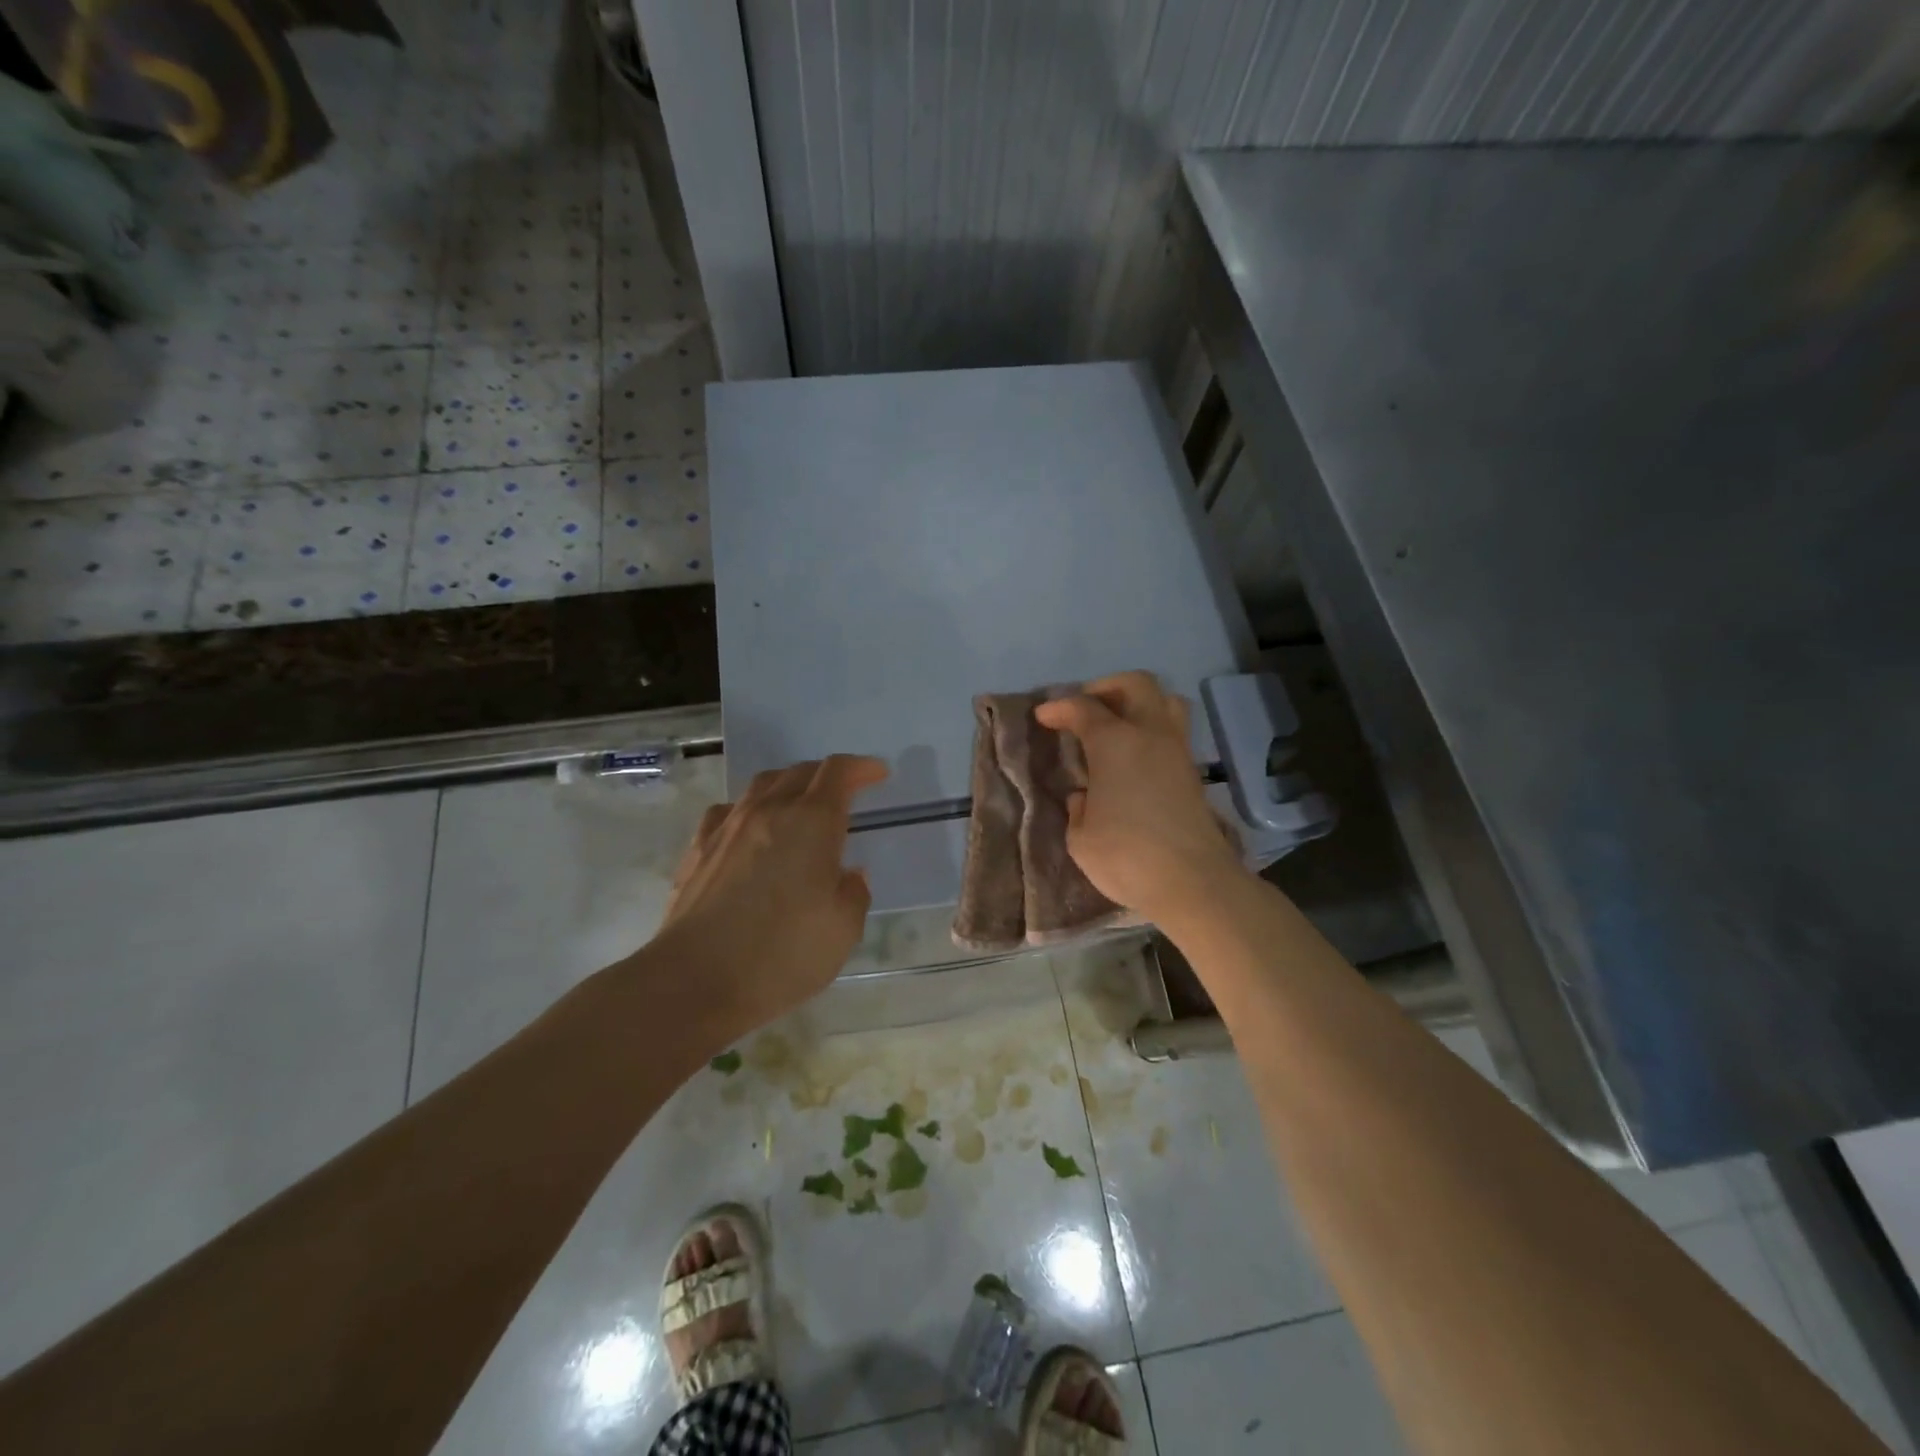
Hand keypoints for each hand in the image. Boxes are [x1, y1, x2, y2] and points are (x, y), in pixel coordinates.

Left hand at [651, 754, 888, 1036]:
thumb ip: (854, 893)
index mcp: (812, 822)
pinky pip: (729, 811)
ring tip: (799, 805)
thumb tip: (848, 873)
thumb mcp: (843, 930)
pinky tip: (750, 831)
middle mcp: (769, 811)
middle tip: (844, 792)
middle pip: (800, 772)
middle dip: (827, 775)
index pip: (838, 772)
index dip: (862, 767)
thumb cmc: (781, 954)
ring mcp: (728, 827)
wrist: (693, 980)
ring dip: (788, 786)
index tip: (878, 774)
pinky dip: (749, 810)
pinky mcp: (698, 849)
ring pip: (762, 785)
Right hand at [1035, 671, 1249, 926]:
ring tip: (1116, 726)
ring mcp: (1177, 751)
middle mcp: (1150, 735)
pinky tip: (1133, 758)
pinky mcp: (1192, 774)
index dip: (1059, 708)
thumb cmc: (1126, 856)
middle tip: (1086, 708)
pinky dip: (1151, 731)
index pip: (1083, 708)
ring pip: (1165, 701)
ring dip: (1138, 703)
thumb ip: (1078, 808)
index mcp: (1115, 742)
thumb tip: (1087, 796)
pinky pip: (1173, 731)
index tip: (1043, 717)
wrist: (1193, 882)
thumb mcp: (1080, 837)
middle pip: (1135, 684)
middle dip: (1106, 687)